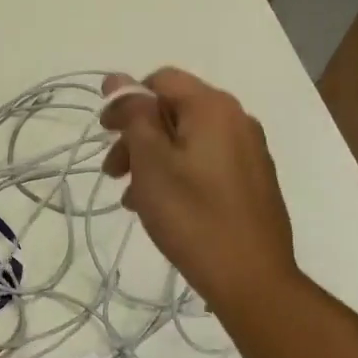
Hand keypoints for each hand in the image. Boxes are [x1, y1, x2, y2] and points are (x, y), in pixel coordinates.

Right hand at [100, 68, 298, 312]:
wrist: (251, 277)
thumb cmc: (193, 215)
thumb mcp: (151, 161)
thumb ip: (134, 115)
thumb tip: (117, 79)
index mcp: (213, 107)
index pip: (161, 80)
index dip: (126, 101)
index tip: (105, 136)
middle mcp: (237, 120)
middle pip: (175, 110)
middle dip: (137, 135)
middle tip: (113, 173)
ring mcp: (249, 151)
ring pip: (188, 140)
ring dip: (154, 159)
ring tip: (134, 198)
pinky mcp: (252, 181)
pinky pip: (206, 163)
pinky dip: (178, 174)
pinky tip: (163, 207)